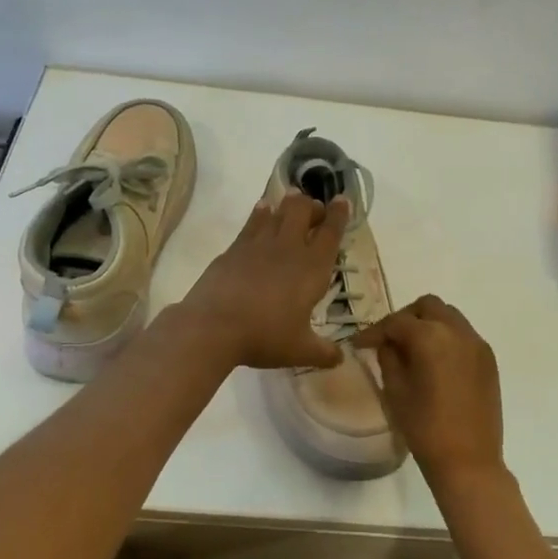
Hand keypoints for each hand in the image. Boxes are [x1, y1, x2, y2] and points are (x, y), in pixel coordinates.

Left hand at [180, 192, 349, 369]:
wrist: (214, 326)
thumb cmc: (264, 336)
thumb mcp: (300, 351)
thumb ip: (323, 352)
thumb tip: (340, 358)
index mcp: (312, 268)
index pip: (330, 233)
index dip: (339, 215)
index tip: (343, 200)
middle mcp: (288, 248)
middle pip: (303, 211)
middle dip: (312, 206)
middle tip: (315, 211)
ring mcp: (259, 244)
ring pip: (278, 211)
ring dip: (288, 205)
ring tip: (293, 202)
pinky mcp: (234, 248)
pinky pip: (252, 222)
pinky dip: (261, 213)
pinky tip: (263, 210)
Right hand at [353, 295, 504, 486]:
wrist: (469, 460)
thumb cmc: (425, 428)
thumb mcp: (396, 391)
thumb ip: (389, 358)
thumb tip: (387, 344)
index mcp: (431, 337)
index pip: (396, 322)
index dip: (374, 331)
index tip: (359, 344)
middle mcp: (458, 331)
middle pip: (427, 306)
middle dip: (406, 318)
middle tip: (390, 340)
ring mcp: (477, 344)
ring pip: (449, 316)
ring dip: (428, 324)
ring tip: (413, 349)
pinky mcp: (489, 360)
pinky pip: (464, 335)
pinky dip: (446, 338)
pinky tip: (436, 362)